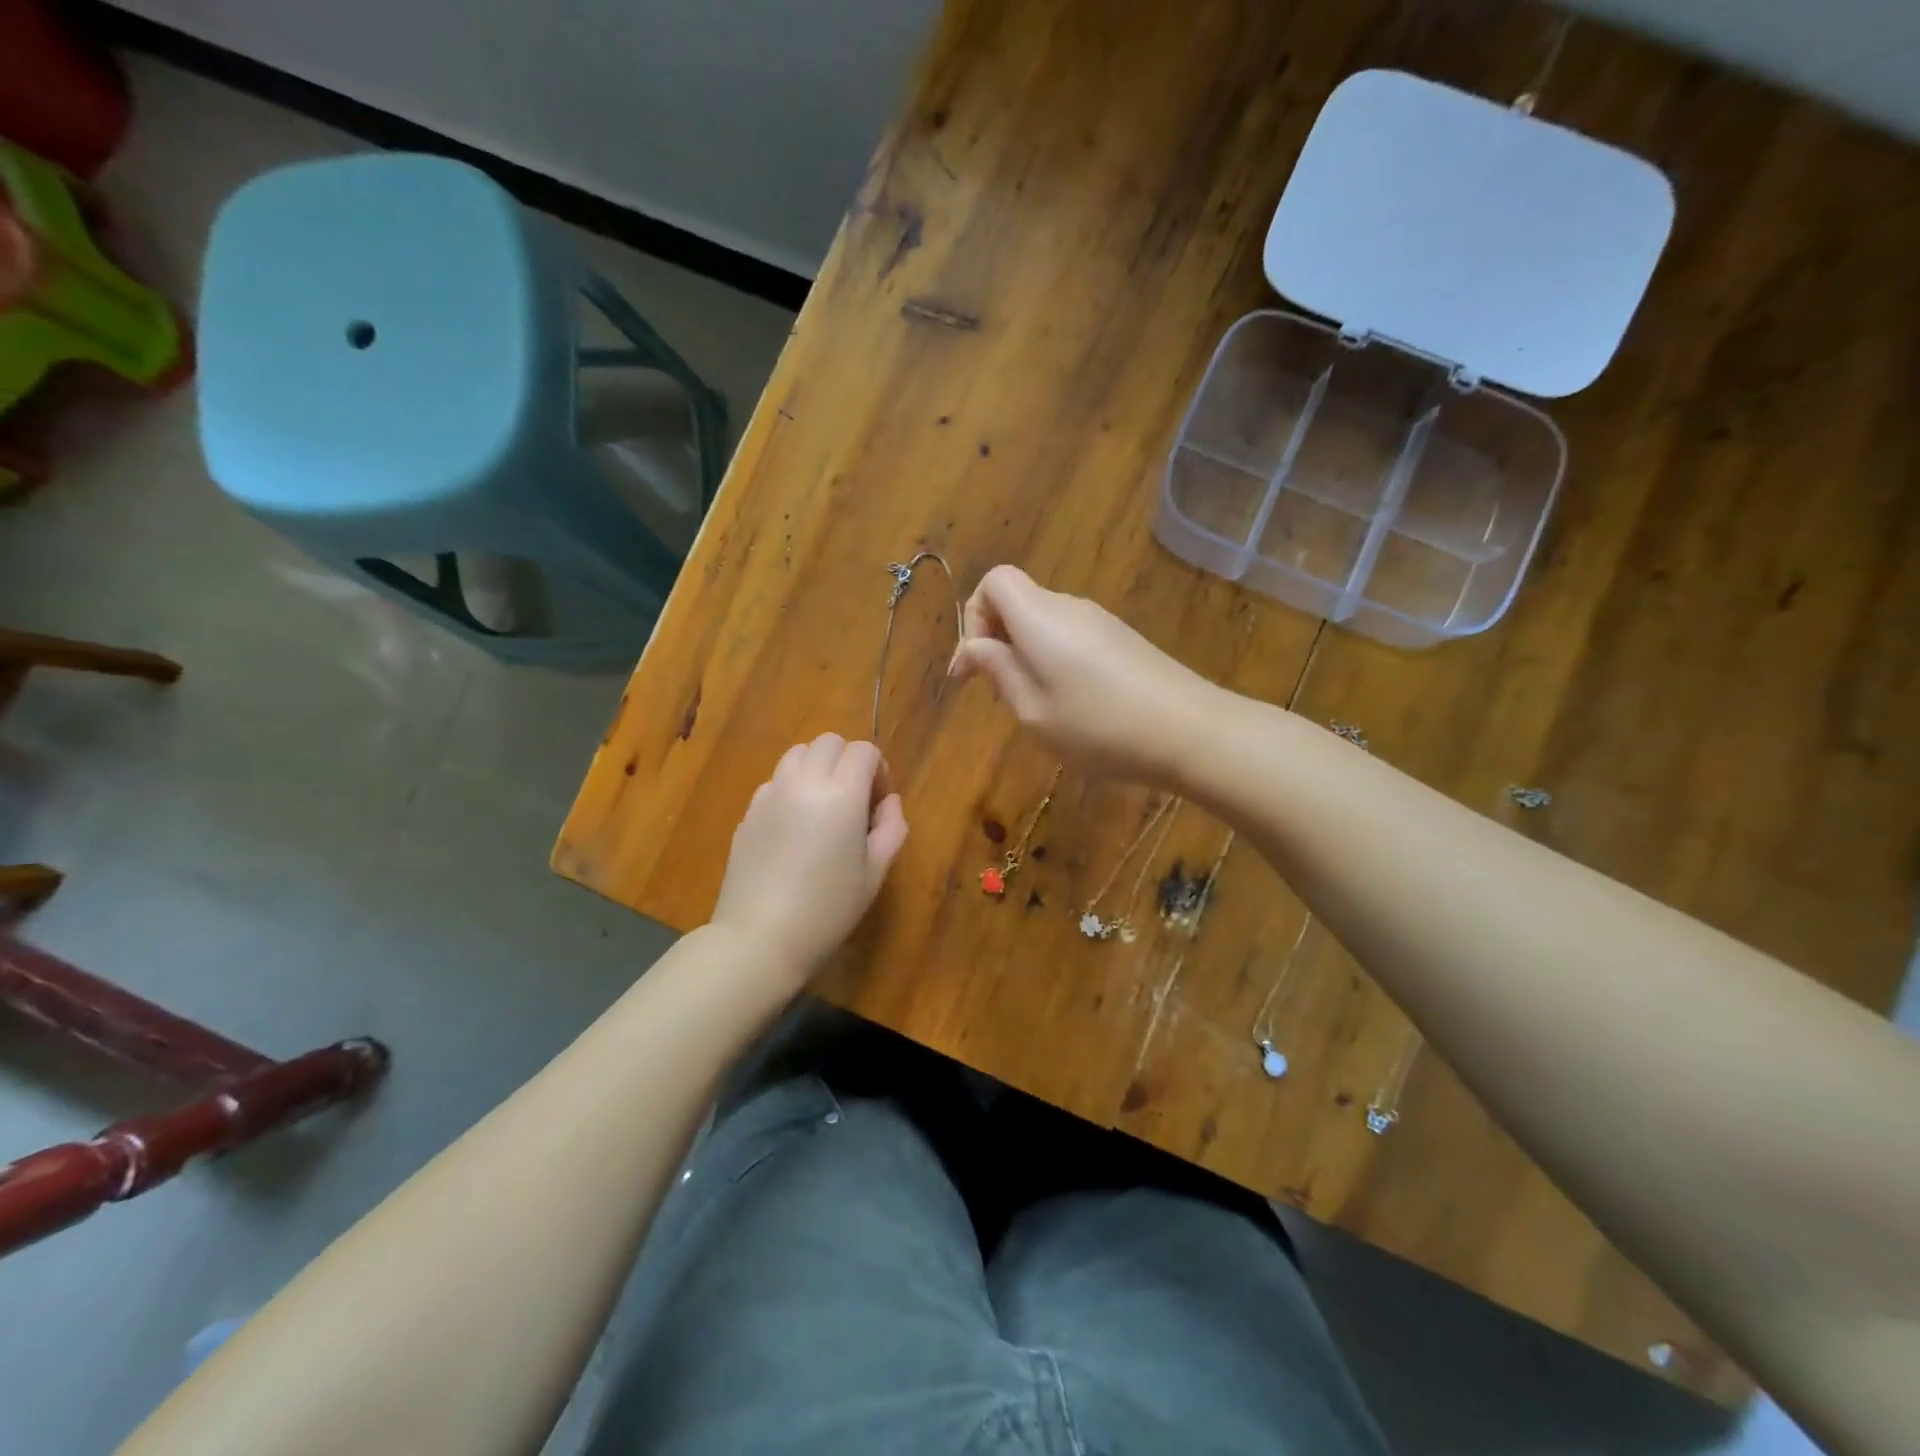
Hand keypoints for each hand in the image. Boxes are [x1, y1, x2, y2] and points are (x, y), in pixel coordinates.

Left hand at [711, 734, 908, 981]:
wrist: (760, 938)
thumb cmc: (828, 909)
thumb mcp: (875, 872)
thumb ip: (891, 827)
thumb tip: (888, 802)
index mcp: (841, 793)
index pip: (863, 751)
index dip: (878, 769)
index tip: (879, 801)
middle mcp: (803, 782)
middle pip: (828, 742)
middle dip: (848, 760)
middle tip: (854, 800)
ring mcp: (770, 794)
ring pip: (797, 755)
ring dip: (817, 768)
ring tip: (823, 807)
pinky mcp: (748, 812)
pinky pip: (775, 782)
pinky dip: (791, 788)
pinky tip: (794, 828)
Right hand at [948, 565, 1219, 783]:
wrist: (1190, 731)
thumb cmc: (1098, 726)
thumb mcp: (1033, 711)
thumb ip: (999, 672)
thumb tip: (975, 647)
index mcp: (1039, 617)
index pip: (994, 581)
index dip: (973, 616)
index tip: (974, 666)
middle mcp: (1069, 607)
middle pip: (1018, 601)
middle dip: (997, 640)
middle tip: (999, 693)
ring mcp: (1101, 621)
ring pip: (1044, 622)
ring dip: (1026, 654)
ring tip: (1034, 705)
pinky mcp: (1122, 639)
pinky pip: (1071, 636)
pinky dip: (1054, 659)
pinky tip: (1071, 703)